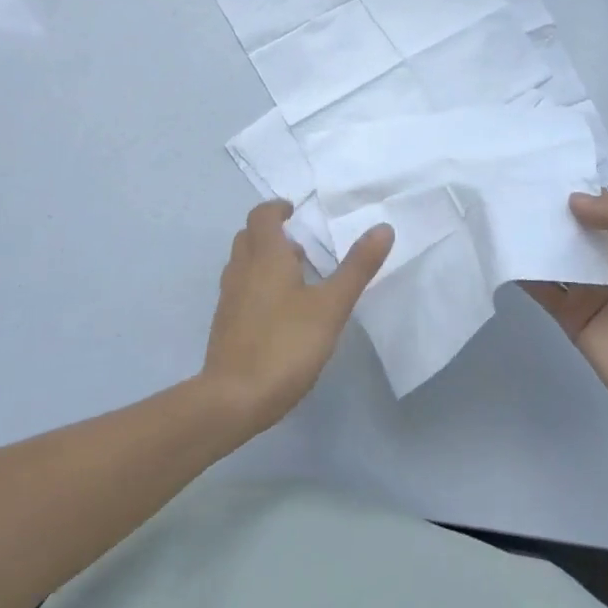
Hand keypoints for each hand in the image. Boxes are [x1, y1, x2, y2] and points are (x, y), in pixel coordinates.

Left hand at [200, 200, 393, 436]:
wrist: (233, 399)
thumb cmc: (285, 344)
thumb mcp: (331, 306)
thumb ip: (357, 267)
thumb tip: (383, 227)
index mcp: (265, 256)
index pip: (262, 216)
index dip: (276, 208)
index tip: (294, 211)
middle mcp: (241, 270)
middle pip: (249, 237)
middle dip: (270, 233)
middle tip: (299, 245)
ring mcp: (228, 298)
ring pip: (242, 264)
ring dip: (263, 259)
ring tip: (294, 277)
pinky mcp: (224, 325)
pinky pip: (239, 289)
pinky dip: (256, 285)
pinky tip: (279, 312)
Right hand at [525, 192, 607, 440]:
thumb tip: (571, 199)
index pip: (603, 207)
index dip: (577, 189)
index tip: (540, 170)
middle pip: (574, 230)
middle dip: (548, 212)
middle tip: (509, 187)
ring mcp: (590, 291)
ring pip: (555, 256)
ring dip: (533, 240)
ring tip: (498, 214)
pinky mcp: (572, 318)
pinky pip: (544, 290)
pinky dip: (524, 274)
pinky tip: (502, 255)